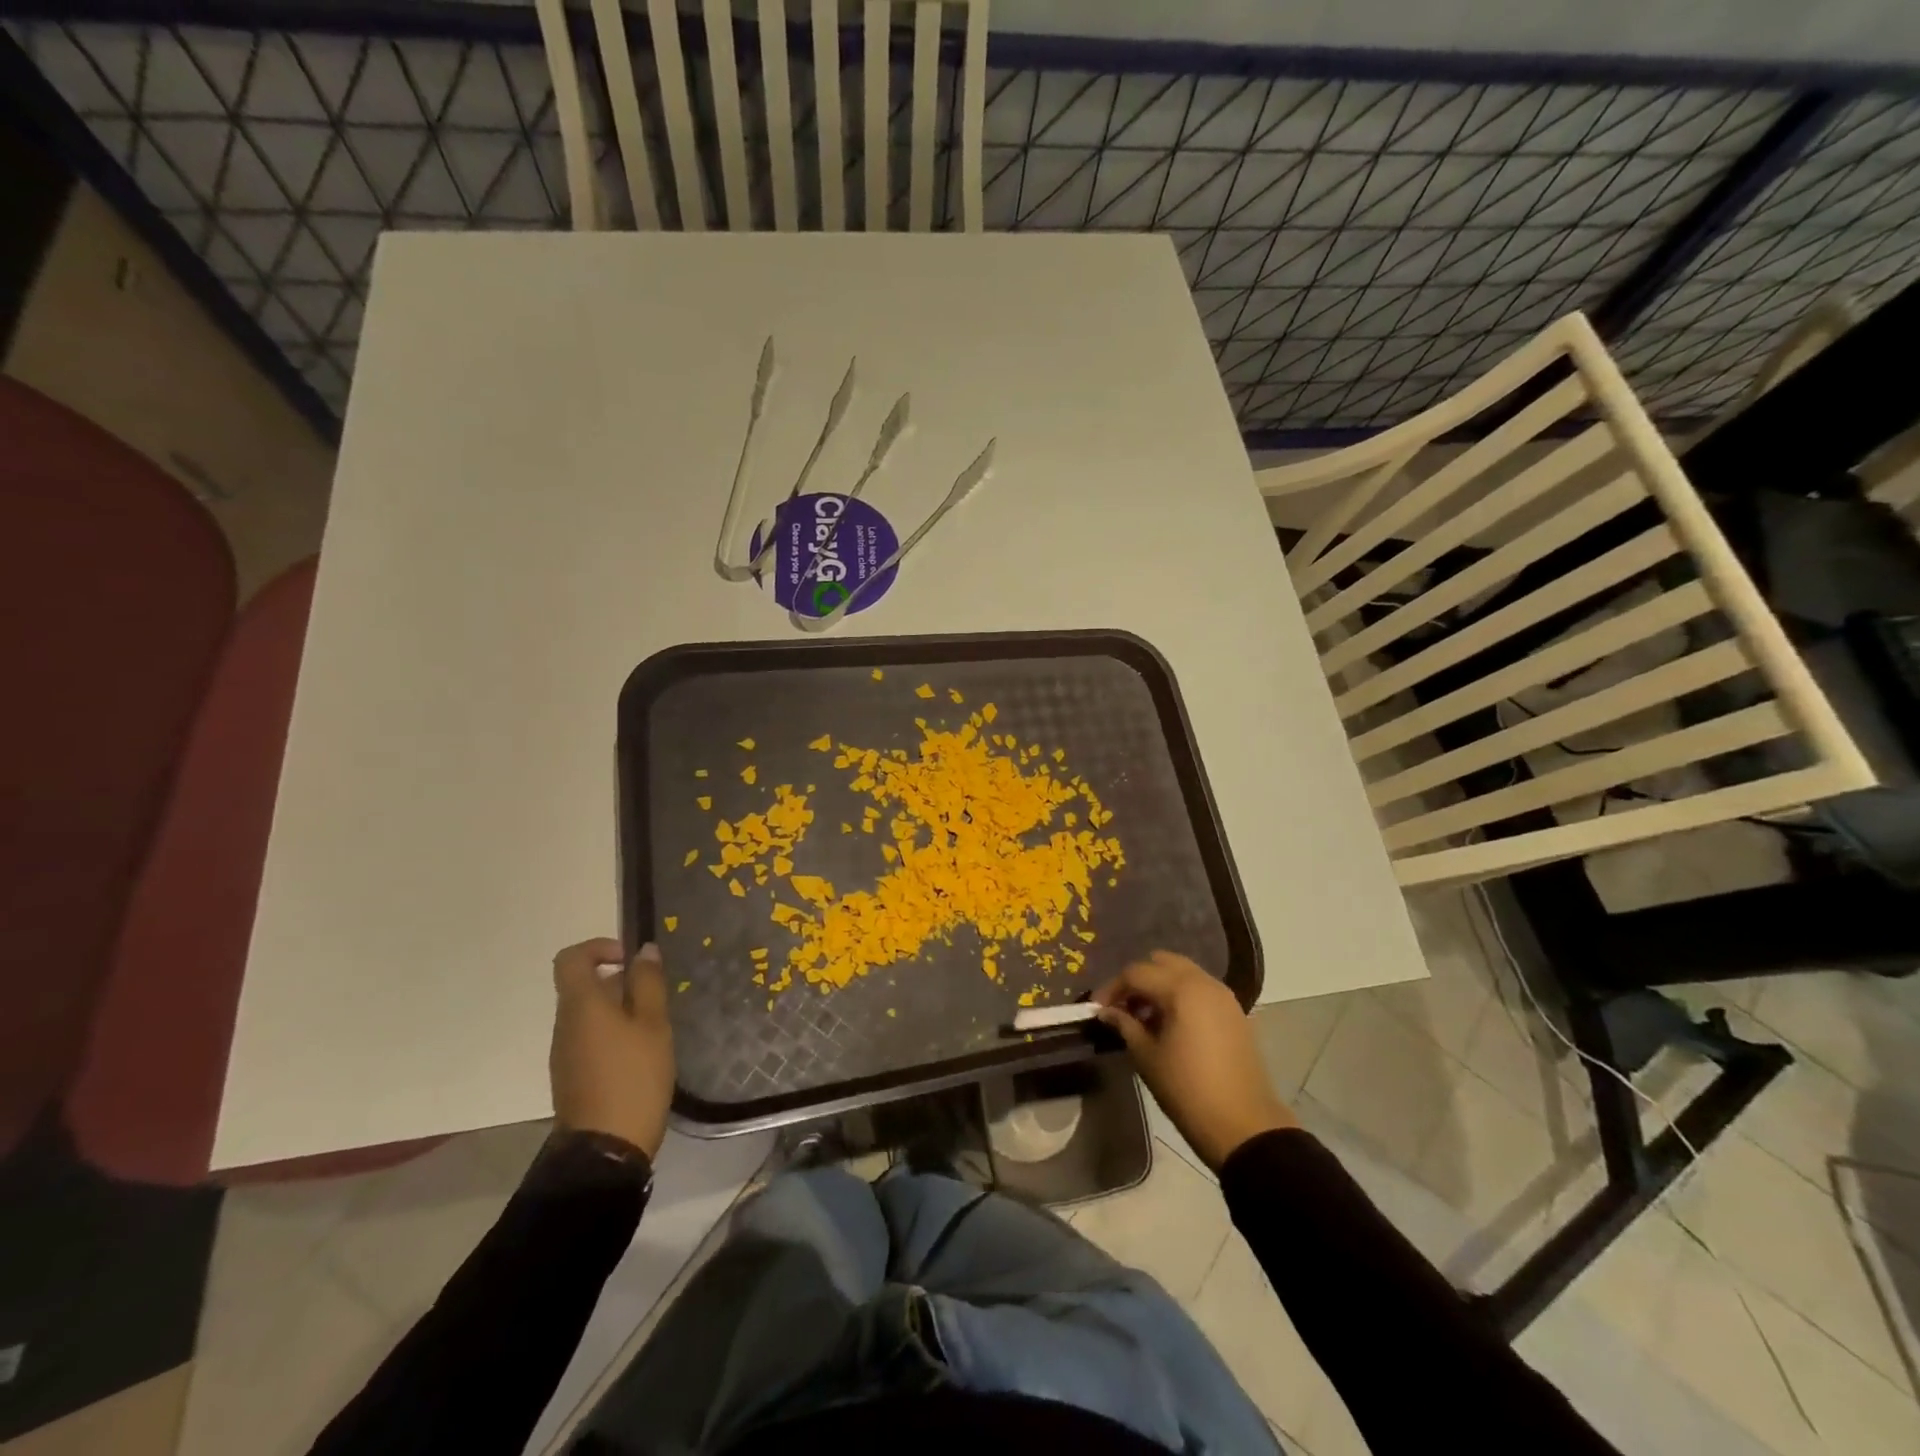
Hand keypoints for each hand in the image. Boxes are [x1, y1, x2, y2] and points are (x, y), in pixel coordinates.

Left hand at [550, 938, 675, 1159]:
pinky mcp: (571, 1075)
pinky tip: (640, 1054)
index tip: (630, 960)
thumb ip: (648, 984)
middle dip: (619, 982)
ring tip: (653, 1029)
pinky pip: (589, 1038)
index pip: (571, 958)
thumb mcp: (653, 1025)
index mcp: (581, 1005)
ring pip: (588, 1013)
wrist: (605, 1149)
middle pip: (583, 986)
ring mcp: (564, 1052)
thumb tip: (644, 951)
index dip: (598, 947)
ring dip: (618, 1009)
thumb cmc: (633, 1077)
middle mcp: (564, 1023)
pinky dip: (612, 1033)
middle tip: (655, 999)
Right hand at [1093, 950, 1294, 1170]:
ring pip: (1183, 973)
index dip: (1111, 988)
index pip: (1136, 973)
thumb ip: (1125, 1025)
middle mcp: (1204, 982)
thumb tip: (1106, 1011)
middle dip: (1138, 980)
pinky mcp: (1235, 1012)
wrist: (1245, 1126)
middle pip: (1161, 962)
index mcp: (1181, 989)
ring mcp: (1223, 996)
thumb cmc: (1187, 1090)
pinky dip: (1181, 995)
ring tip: (1145, 1018)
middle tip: (1123, 1007)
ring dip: (1160, 986)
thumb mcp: (1147, 1057)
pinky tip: (1171, 1025)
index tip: (1097, 1009)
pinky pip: (1200, 989)